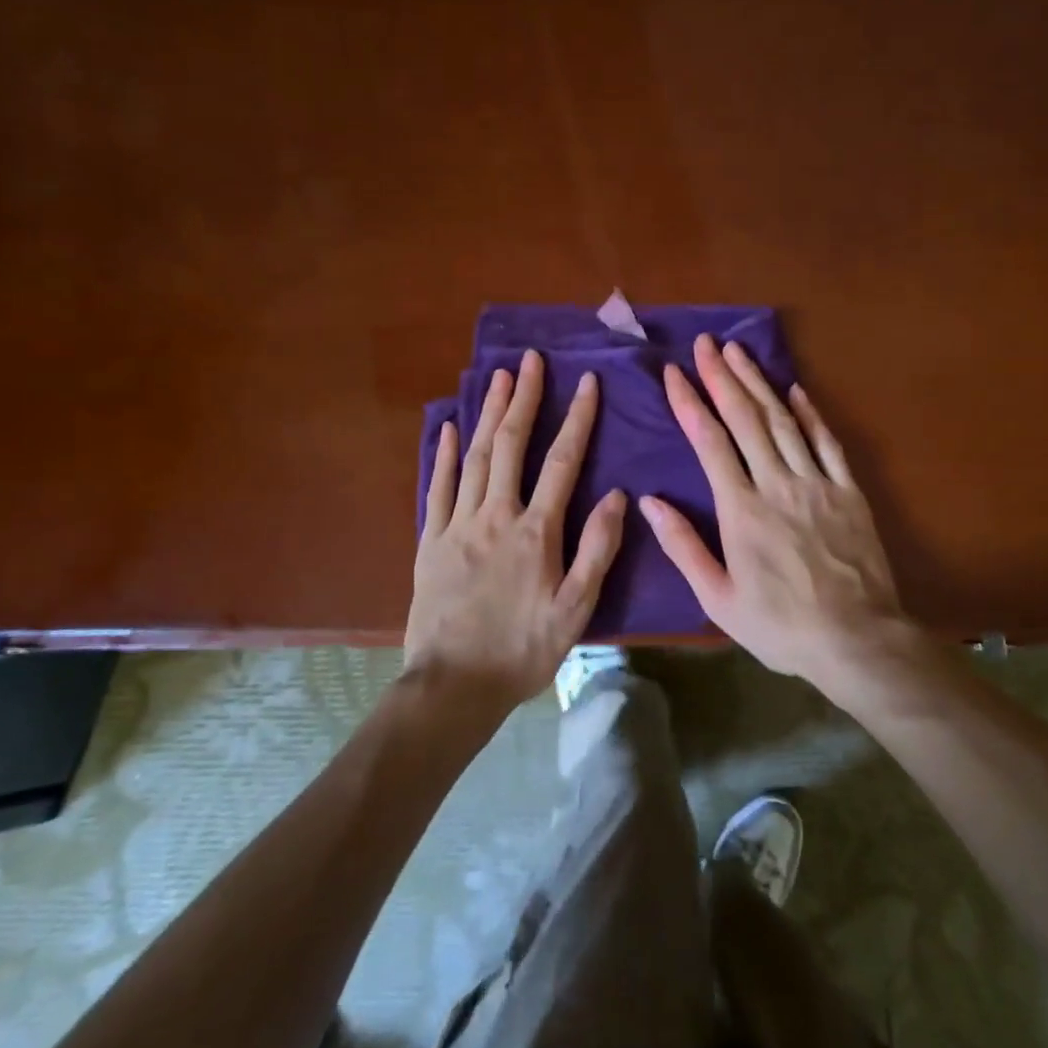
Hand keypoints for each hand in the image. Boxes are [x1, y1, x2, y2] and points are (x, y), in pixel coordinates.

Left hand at [406, 349, 626, 711]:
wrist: (452, 686)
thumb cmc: (522, 650)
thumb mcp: (575, 609)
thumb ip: (597, 549)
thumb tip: (617, 495)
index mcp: (536, 532)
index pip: (562, 462)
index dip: (576, 419)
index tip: (586, 382)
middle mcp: (495, 516)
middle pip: (510, 445)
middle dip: (523, 399)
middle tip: (531, 360)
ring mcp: (458, 525)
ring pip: (475, 456)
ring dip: (488, 413)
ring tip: (498, 377)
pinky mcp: (431, 540)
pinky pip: (438, 486)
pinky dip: (444, 453)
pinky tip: (449, 425)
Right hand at [640, 335, 903, 685]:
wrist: (857, 640)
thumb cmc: (780, 626)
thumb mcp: (719, 599)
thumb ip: (684, 547)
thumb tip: (650, 502)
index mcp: (741, 511)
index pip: (710, 443)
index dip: (690, 403)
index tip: (673, 373)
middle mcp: (777, 484)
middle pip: (745, 419)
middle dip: (722, 377)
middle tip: (705, 343)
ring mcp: (817, 483)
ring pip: (783, 421)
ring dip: (759, 383)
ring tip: (739, 351)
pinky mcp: (848, 491)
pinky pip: (827, 442)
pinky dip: (810, 412)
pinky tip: (795, 389)